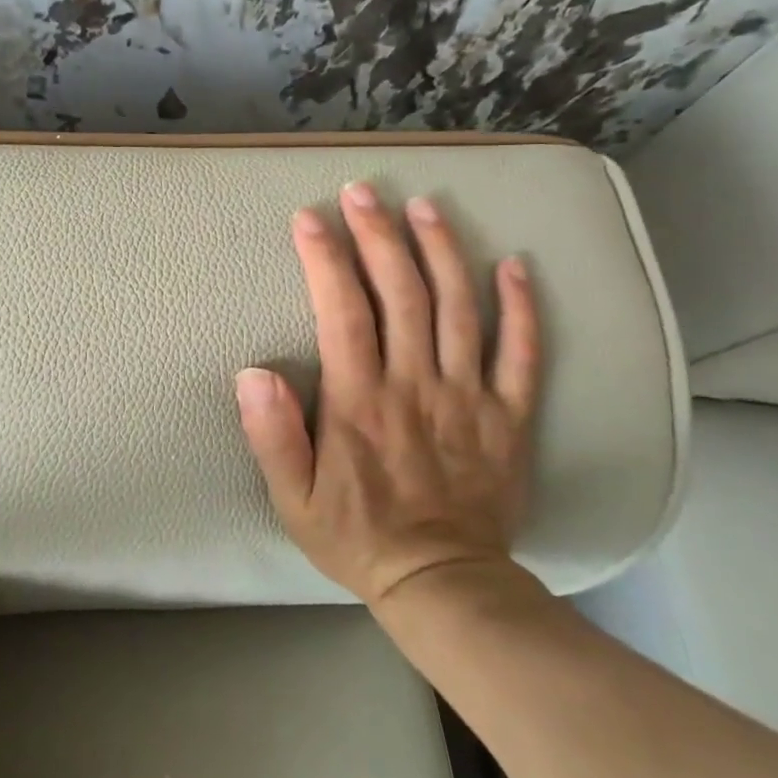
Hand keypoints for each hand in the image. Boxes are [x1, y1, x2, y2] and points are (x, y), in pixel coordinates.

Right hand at [235, 183, 540, 606]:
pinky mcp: (509, 416)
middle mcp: (416, 385)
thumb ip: (273, 436)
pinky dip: (521, 308)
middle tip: (363, 191)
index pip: (342, 312)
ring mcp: (469, 397)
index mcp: (361, 401)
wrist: (445, 586)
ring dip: (441, 251)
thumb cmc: (358, 536)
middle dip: (379, 235)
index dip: (325, 259)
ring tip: (425, 206)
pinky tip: (514, 265)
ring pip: (458, 308)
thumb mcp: (293, 499)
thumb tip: (254, 372)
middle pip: (401, 293)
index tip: (309, 217)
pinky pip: (523, 354)